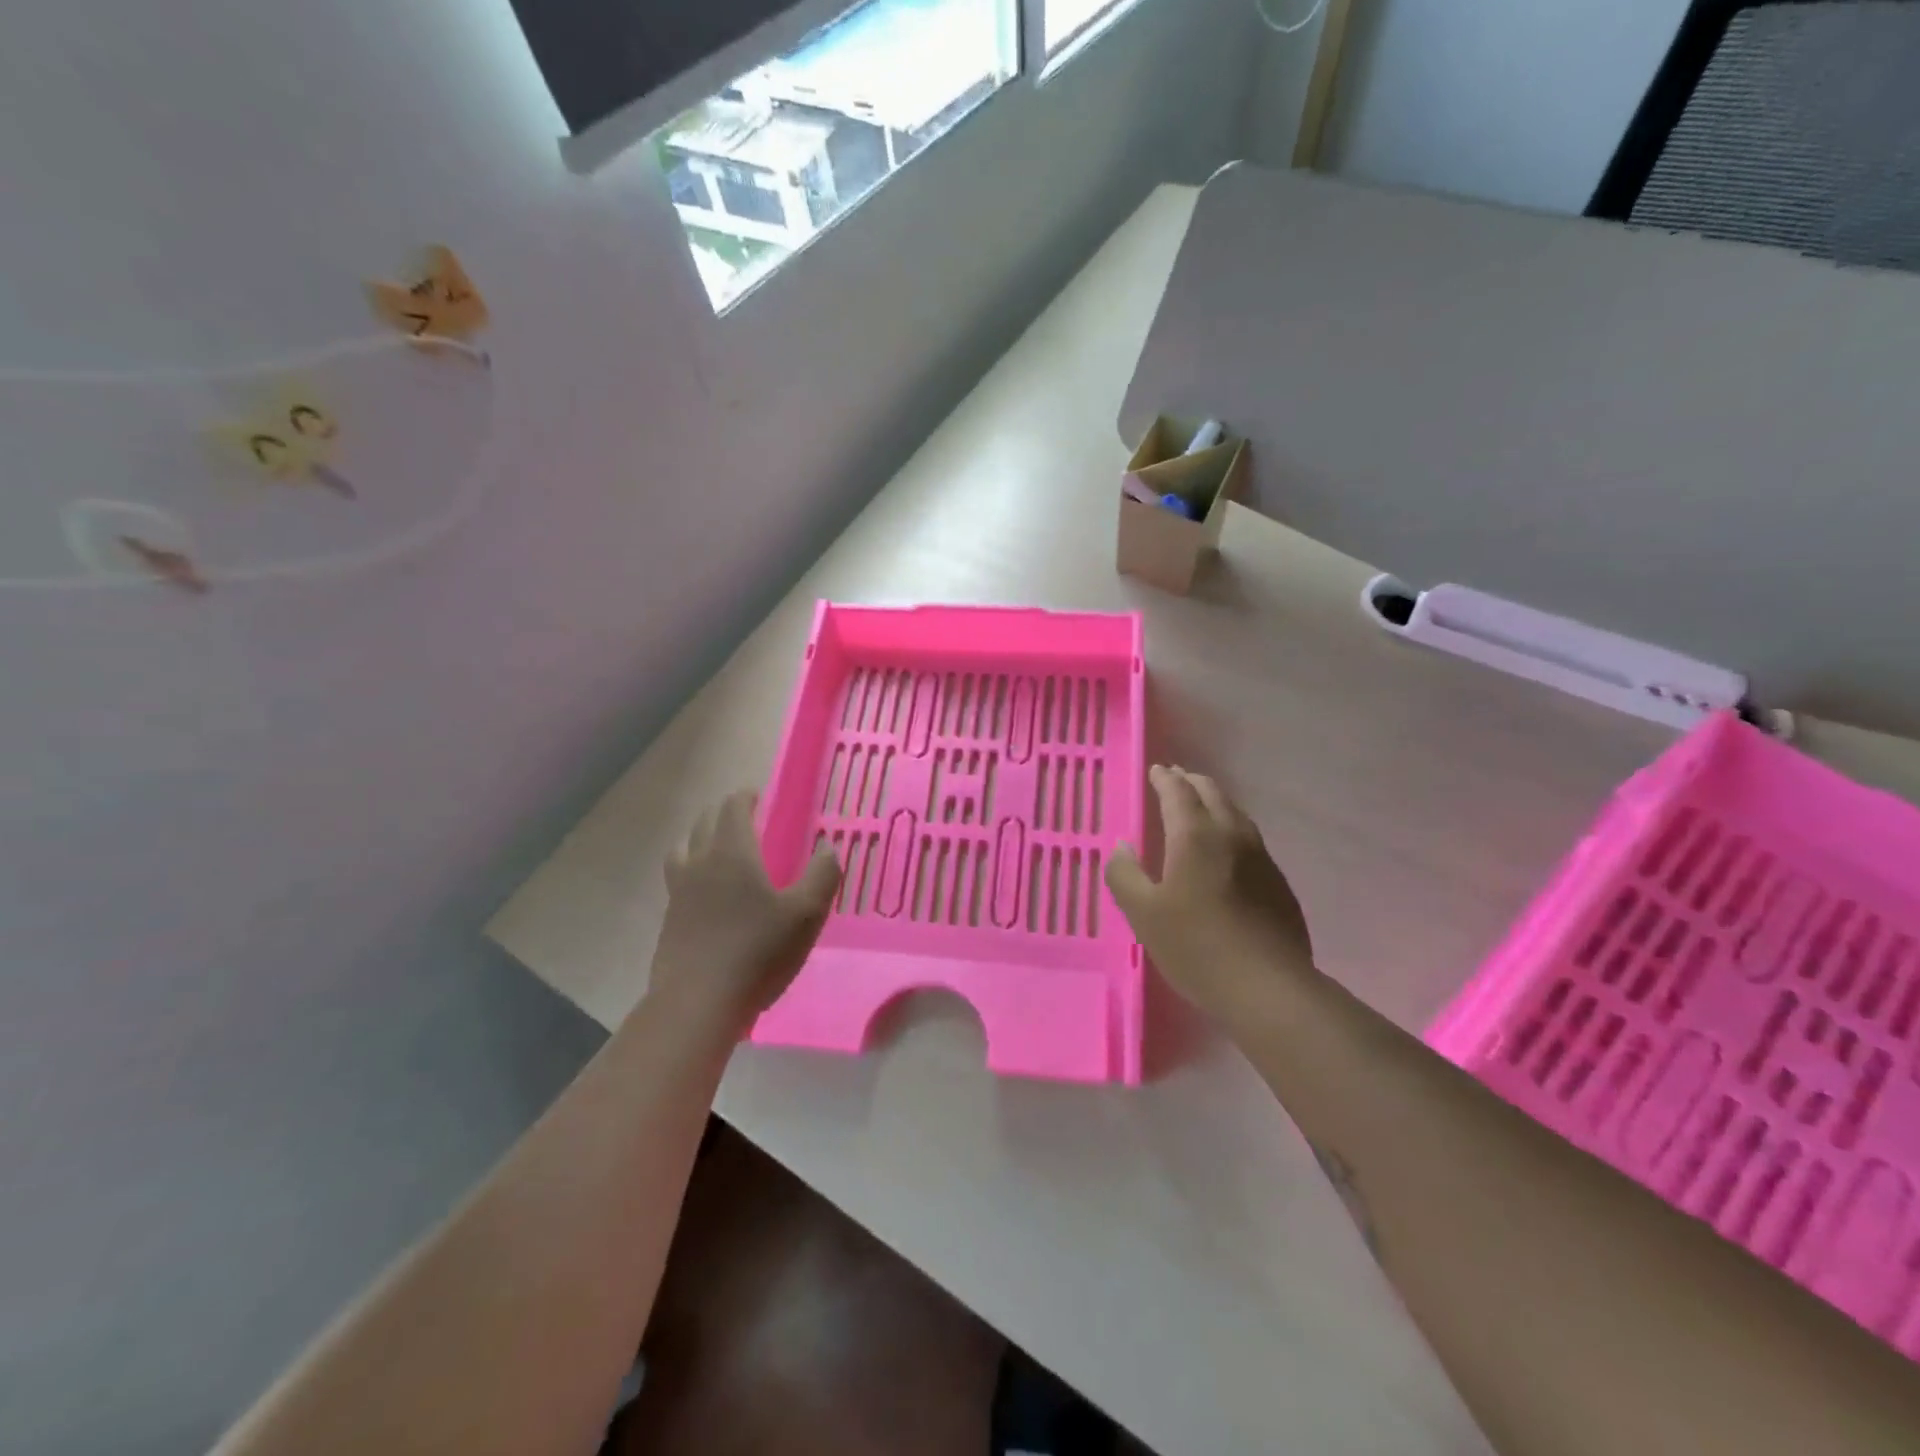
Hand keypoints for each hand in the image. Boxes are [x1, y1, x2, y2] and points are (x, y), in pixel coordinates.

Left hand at [648, 791, 840, 1033]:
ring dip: (701, 839)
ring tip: (720, 850)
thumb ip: (822, 876)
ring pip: (684, 848)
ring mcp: (678, 891)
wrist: (698, 1002)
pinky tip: (709, 894)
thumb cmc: (757, 952)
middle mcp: (699, 862)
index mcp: (732, 852)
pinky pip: (678, 879)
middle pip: (704, 822)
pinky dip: (692, 871)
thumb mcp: (806, 914)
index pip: (732, 807)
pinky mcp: (669, 919)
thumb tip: (827, 848)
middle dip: (724, 813)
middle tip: (746, 819)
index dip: (745, 797)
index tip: (758, 797)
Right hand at [1106, 765, 1316, 1025]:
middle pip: (1212, 794)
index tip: (1156, 770)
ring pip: (1236, 814)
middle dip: (1191, 782)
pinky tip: (1227, 851)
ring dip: (1214, 802)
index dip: (1164, 779)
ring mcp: (1261, 859)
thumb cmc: (1196, 947)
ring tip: (1201, 806)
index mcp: (1195, 836)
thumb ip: (1124, 874)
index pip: (1178, 793)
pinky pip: (1250, 840)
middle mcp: (1232, 836)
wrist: (1269, 989)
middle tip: (1176, 779)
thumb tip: (1122, 847)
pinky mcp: (1278, 884)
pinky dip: (1231, 829)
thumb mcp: (1143, 914)